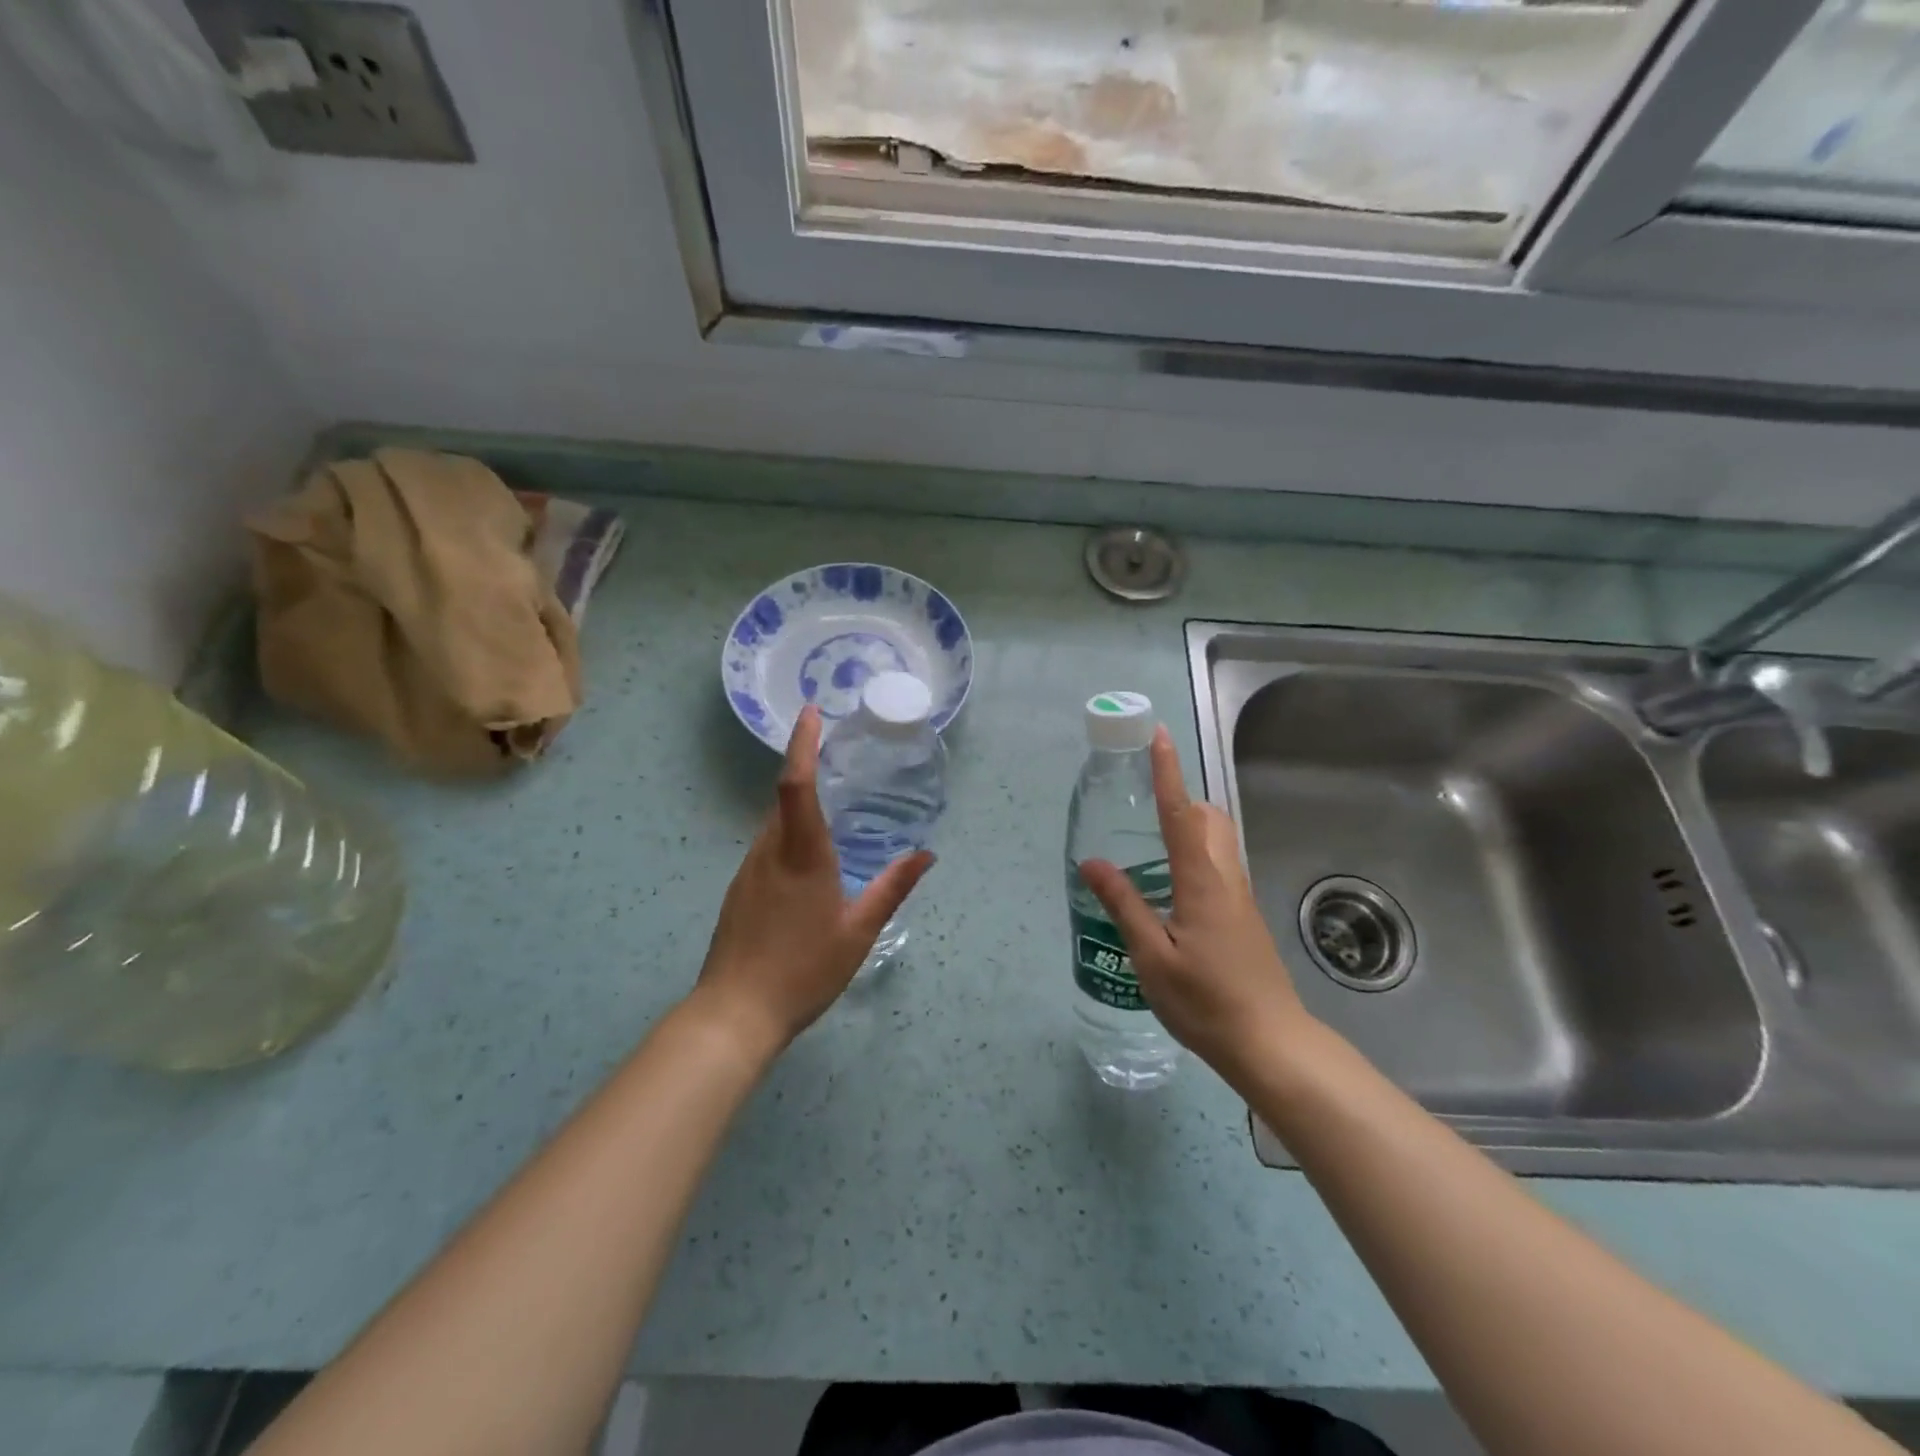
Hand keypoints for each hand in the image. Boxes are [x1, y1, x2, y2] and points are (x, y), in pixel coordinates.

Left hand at [691, 705, 933, 1058]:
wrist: (734, 1014)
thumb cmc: (804, 970)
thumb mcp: (859, 931)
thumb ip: (892, 888)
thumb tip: (926, 855)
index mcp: (802, 855)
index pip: (796, 784)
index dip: (802, 745)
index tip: (810, 712)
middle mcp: (769, 852)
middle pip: (784, 798)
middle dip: (806, 770)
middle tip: (838, 757)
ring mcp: (748, 870)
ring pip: (774, 824)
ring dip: (798, 807)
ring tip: (831, 809)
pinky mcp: (739, 890)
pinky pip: (766, 847)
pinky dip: (787, 836)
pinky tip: (807, 862)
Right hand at [1079, 727, 1314, 1085]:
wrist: (1269, 1043)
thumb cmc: (1205, 1000)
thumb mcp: (1151, 956)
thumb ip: (1123, 905)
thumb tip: (1092, 862)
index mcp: (1202, 880)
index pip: (1180, 813)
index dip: (1168, 772)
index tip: (1159, 735)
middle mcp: (1226, 878)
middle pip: (1208, 819)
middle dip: (1180, 799)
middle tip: (1142, 806)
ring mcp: (1239, 898)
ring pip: (1218, 841)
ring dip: (1188, 826)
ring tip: (1147, 844)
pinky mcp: (1242, 917)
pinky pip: (1218, 865)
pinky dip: (1193, 854)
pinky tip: (1167, 888)